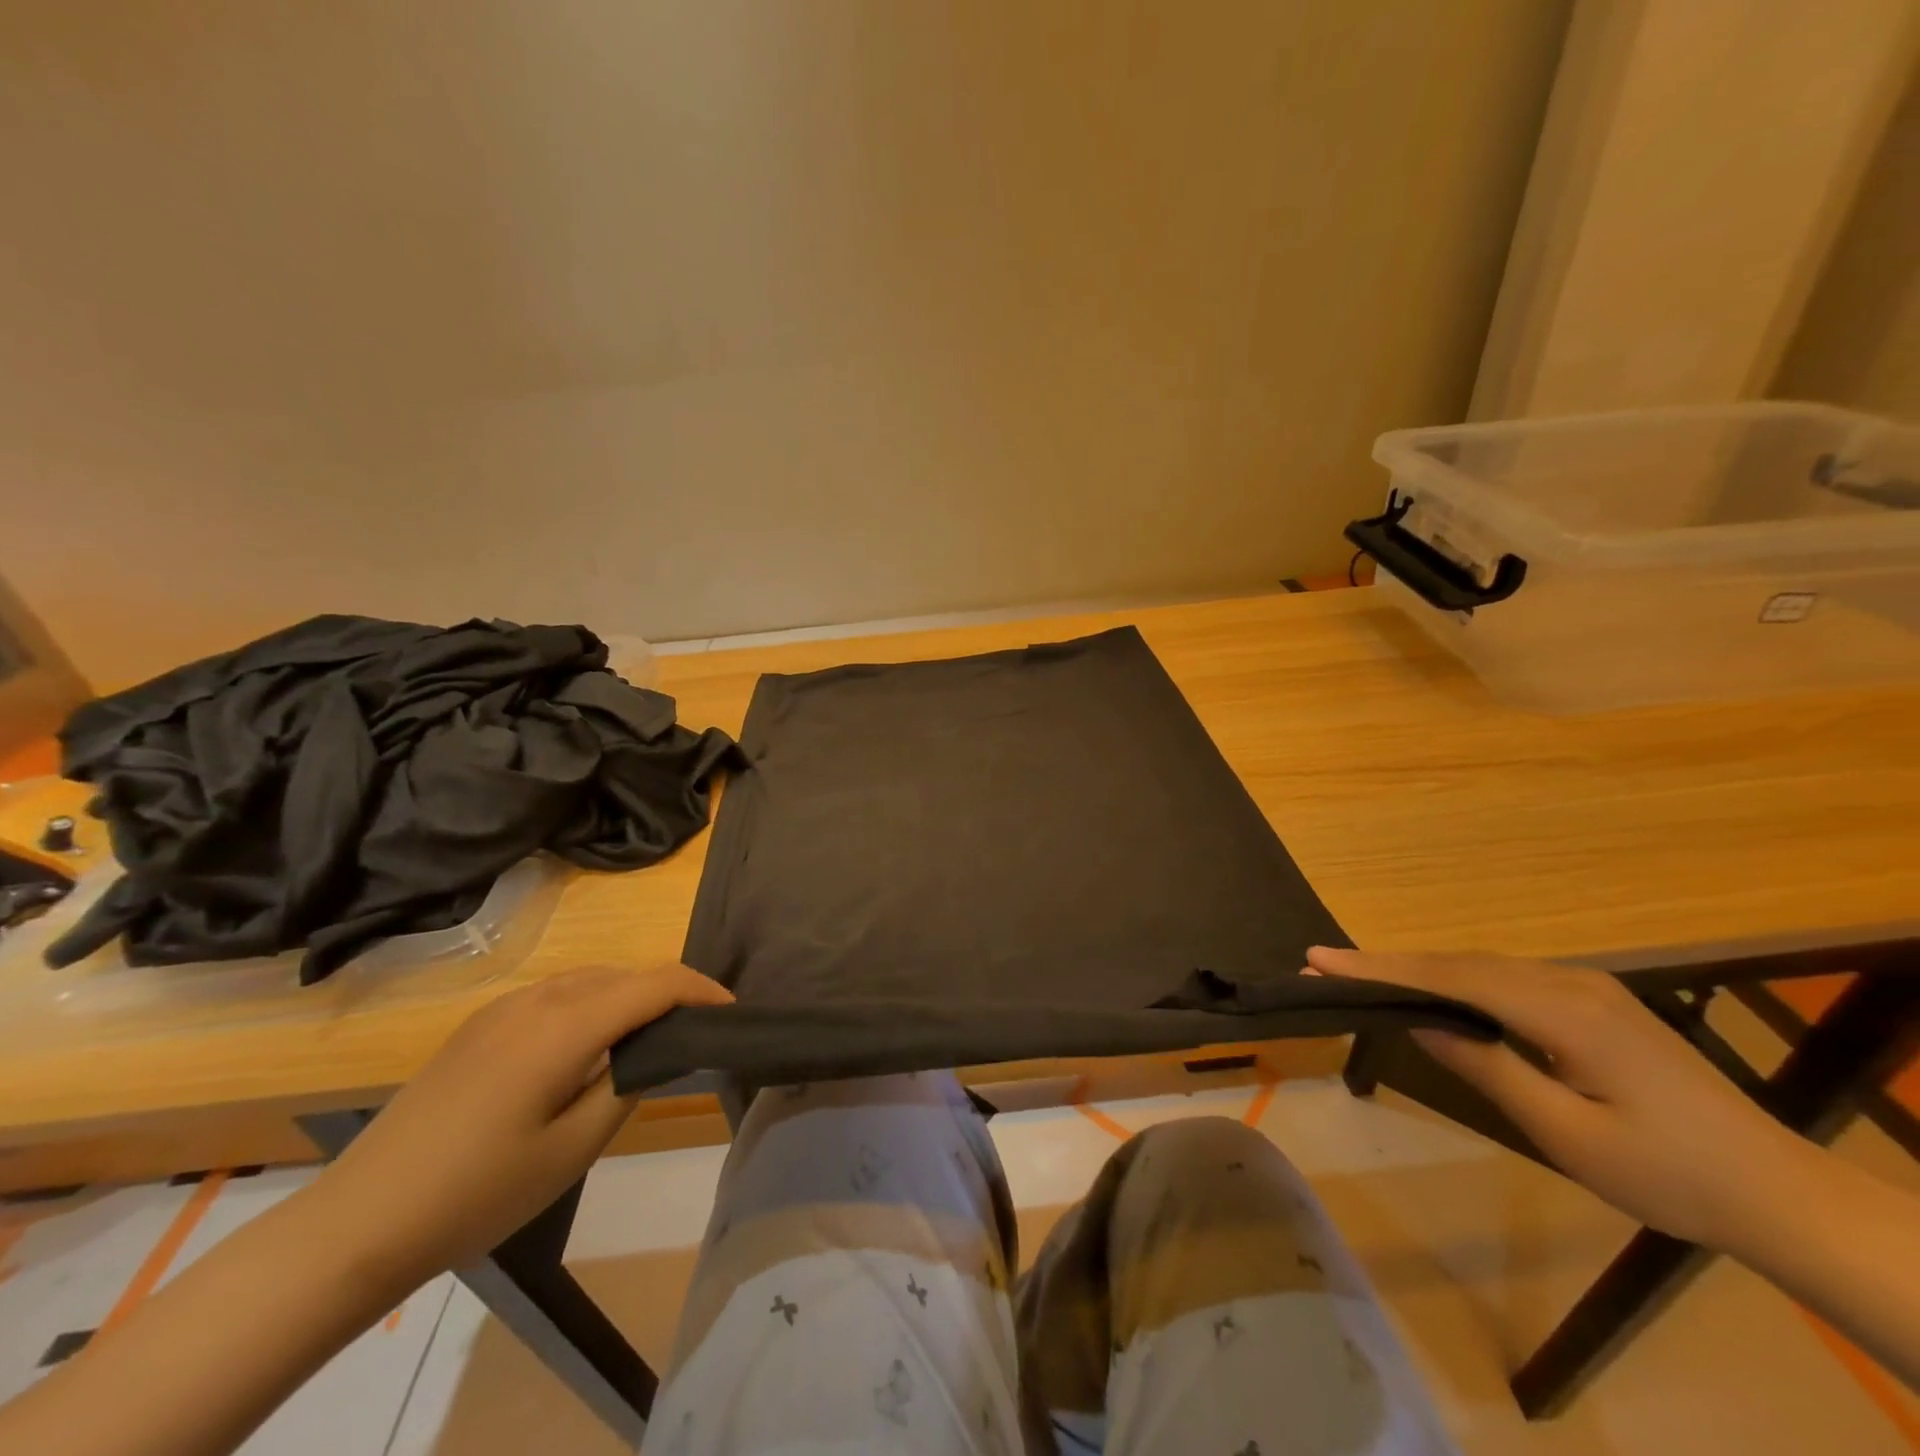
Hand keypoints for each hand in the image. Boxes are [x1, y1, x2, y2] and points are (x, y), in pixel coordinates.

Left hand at [308, 963, 732, 1292]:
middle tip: (695, 1031)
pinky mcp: (481, 1024)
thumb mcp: (573, 1148)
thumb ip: (628, 1085)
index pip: (655, 983)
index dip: (701, 989)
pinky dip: (592, 1003)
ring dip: (629, 996)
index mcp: (566, 1024)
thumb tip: (655, 1051)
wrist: (359, 1221)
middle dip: (668, 993)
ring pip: (590, 979)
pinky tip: (587, 1045)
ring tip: (648, 1037)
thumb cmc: (478, 1191)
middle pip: (625, 975)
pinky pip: (556, 993)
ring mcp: (503, 1007)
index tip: (730, 1012)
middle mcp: (538, 998)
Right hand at [1307, 947, 1814, 1249]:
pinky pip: (1506, 978)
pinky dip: (1457, 980)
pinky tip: (1436, 993)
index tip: (1319, 957)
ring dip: (1421, 969)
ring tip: (1364, 975)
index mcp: (1564, 1011)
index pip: (1451, 976)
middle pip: (1461, 962)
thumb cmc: (1670, 1175)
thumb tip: (1419, 1024)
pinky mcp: (1593, 1001)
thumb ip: (1489, 1069)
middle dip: (1390, 962)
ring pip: (1482, 966)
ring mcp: (1585, 987)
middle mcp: (1570, 982)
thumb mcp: (1568, 1133)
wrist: (1781, 1192)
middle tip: (1325, 964)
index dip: (1381, 966)